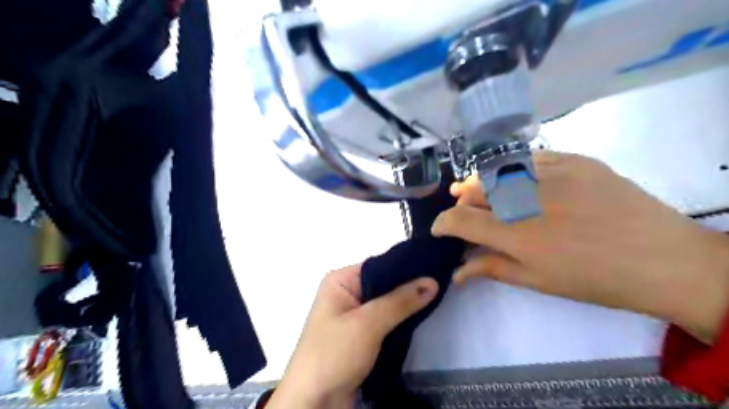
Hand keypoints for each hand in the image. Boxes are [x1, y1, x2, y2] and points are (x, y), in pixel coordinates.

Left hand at [268, 263, 437, 406]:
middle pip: (384, 284)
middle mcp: (346, 293)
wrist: (314, 403)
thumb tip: (432, 281)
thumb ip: (400, 302)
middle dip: (409, 287)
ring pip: (387, 303)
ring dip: (407, 305)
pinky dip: (401, 319)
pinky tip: (422, 314)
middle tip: (440, 282)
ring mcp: (353, 315)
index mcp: (340, 280)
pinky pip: (385, 320)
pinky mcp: (361, 335)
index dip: (406, 267)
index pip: (379, 265)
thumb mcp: (368, 324)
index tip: (435, 267)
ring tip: (437, 295)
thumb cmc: (334, 354)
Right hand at [428, 152, 728, 343]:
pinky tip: (511, 175)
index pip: (460, 221)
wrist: (664, 260)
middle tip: (459, 208)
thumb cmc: (594, 279)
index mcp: (516, 235)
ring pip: (498, 170)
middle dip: (460, 201)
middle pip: (474, 192)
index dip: (442, 224)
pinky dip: (512, 168)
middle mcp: (527, 199)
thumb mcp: (537, 281)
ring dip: (480, 182)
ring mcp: (552, 174)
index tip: (439, 229)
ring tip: (474, 187)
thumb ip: (491, 269)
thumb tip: (457, 272)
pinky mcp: (575, 160)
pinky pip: (530, 157)